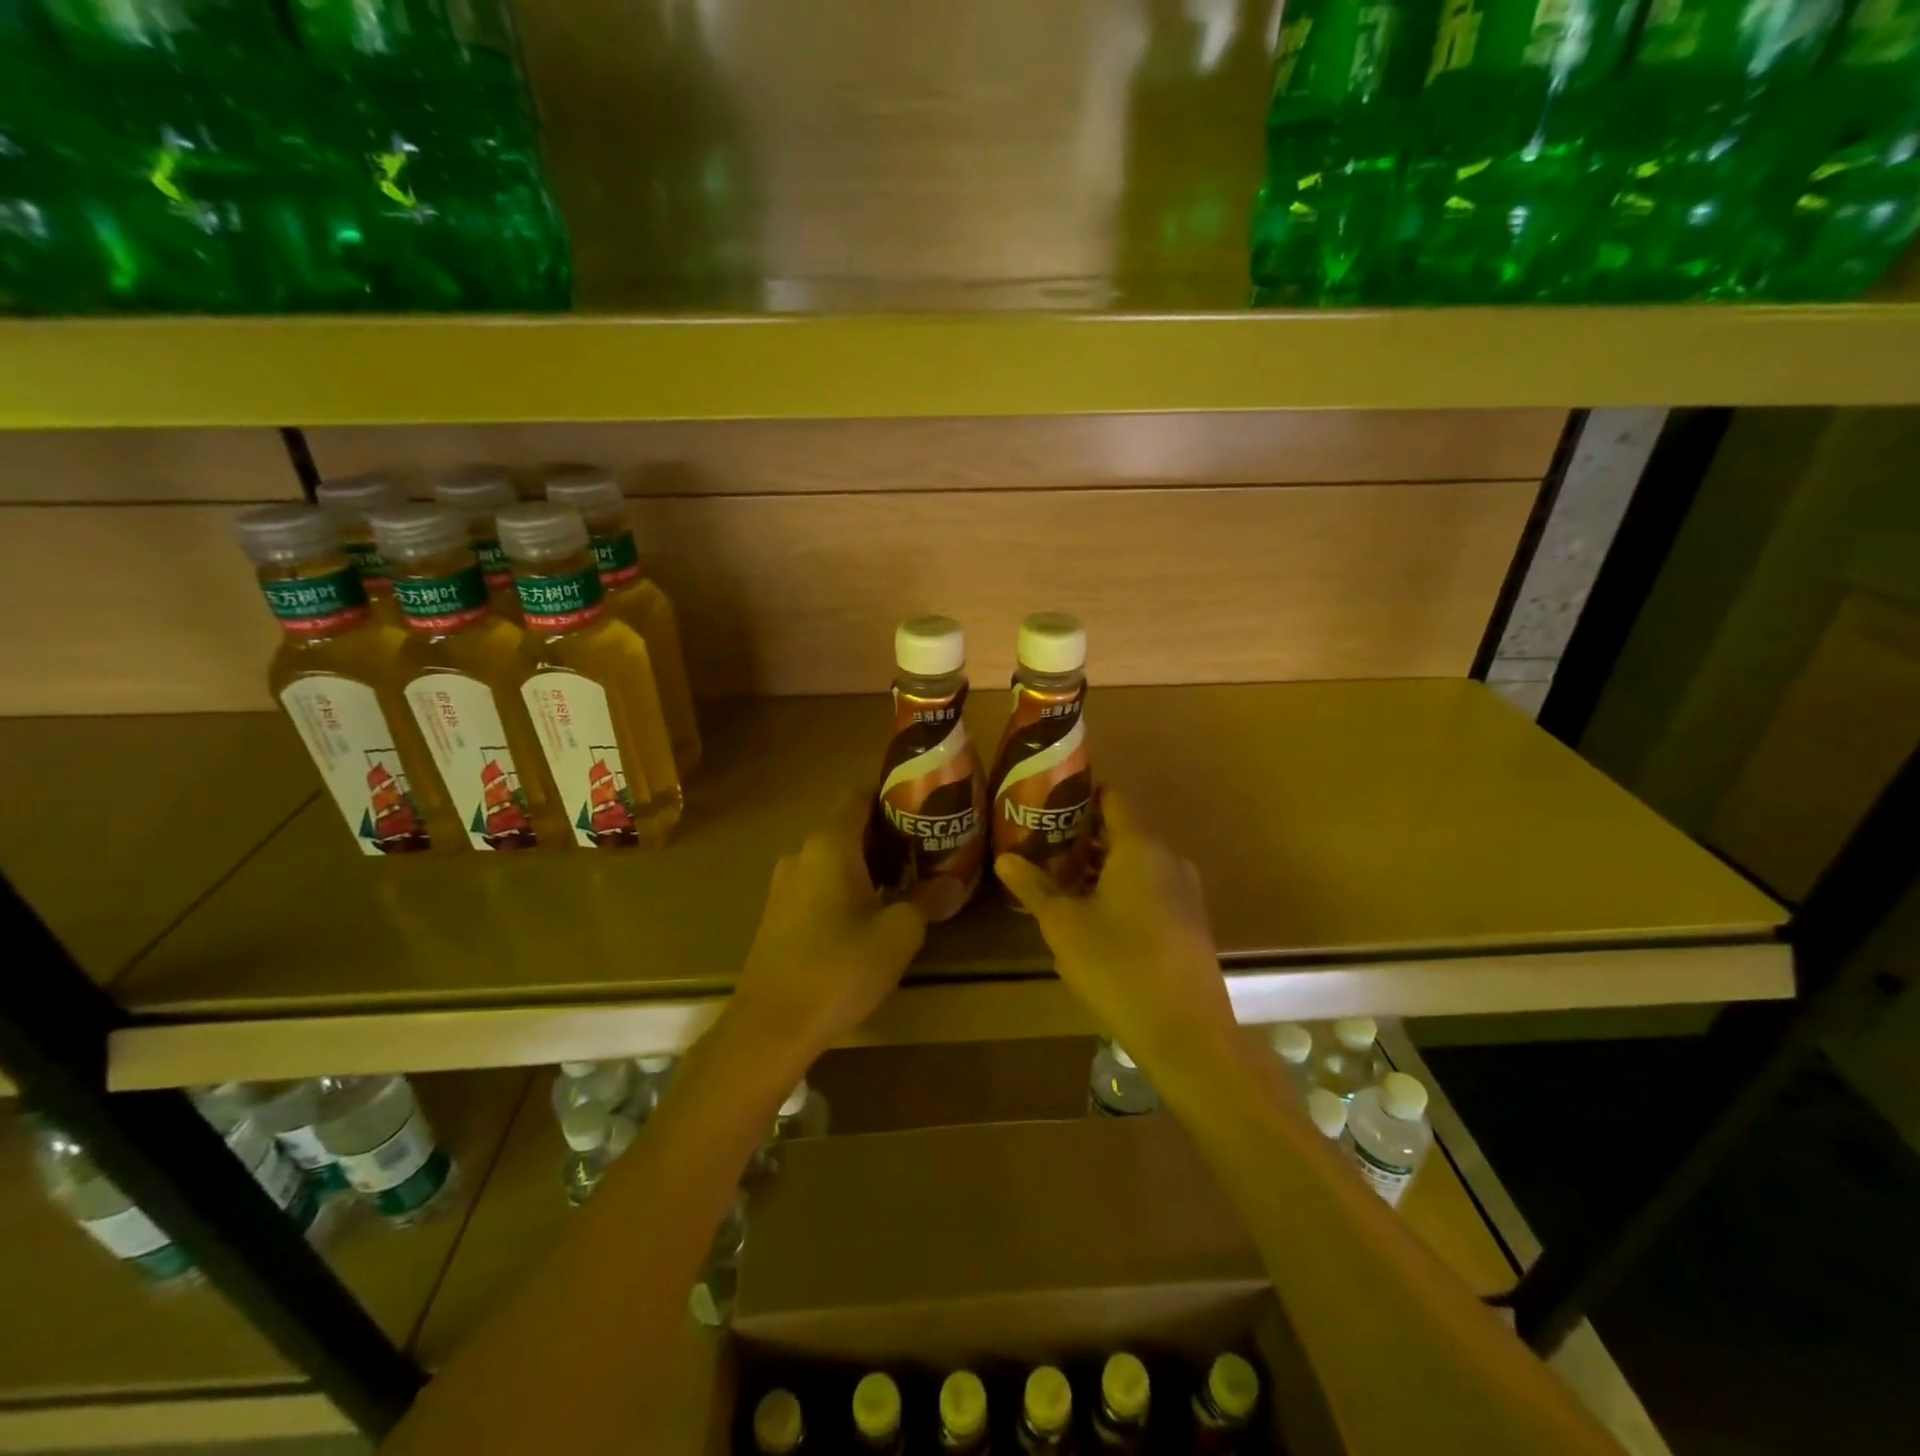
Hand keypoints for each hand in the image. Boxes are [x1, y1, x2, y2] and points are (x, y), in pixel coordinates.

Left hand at [729, 791, 927, 1060]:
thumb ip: (927, 900)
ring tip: (904, 882)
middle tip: (925, 848)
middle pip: (847, 826)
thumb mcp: (898, 934)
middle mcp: (802, 854)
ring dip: (866, 863)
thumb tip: (954, 883)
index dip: (890, 794)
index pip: (858, 795)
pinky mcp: (777, 914)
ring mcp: (784, 885)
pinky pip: (817, 882)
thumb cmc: (840, 968)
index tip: (922, 806)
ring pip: (832, 857)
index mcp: (829, 845)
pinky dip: (845, 885)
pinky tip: (868, 915)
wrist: (771, 1026)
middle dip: (886, 834)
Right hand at [997, 791, 1236, 1075]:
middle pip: (1122, 833)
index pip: (1111, 800)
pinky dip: (1121, 891)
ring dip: (1100, 868)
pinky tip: (1093, 918)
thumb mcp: (1064, 925)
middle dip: (1082, 837)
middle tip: (1043, 844)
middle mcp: (1168, 859)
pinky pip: (1150, 890)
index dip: (1081, 796)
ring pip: (1135, 865)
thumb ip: (1034, 887)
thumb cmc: (1118, 965)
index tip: (1048, 803)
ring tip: (1060, 881)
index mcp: (1139, 848)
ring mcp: (1184, 892)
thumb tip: (1004, 858)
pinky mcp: (1189, 923)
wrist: (1185, 1032)